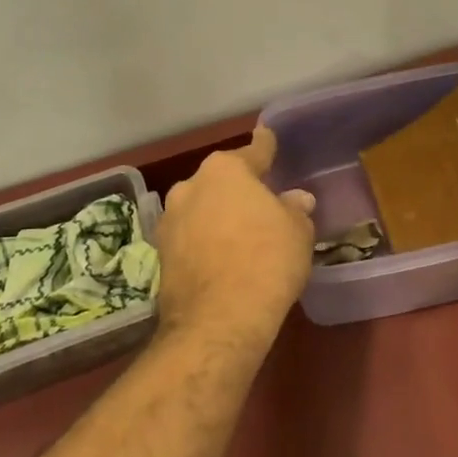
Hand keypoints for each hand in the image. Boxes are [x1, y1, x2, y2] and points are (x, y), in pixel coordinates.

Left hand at [155, 127, 315, 349]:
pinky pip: (191, 236)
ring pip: (203, 208)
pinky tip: (222, 258)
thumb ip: (294, 209)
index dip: (265, 145)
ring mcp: (170, 219)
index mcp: (226, 169)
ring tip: (241, 235)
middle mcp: (192, 185)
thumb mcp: (297, 232)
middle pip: (223, 180)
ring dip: (219, 215)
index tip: (267, 136)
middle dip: (239, 188)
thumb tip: (295, 200)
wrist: (218, 320)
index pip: (254, 151)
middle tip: (262, 203)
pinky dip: (205, 241)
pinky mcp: (160, 253)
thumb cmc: (266, 261)